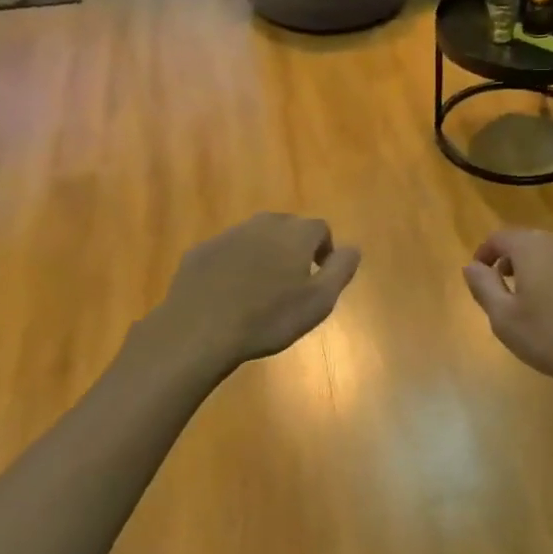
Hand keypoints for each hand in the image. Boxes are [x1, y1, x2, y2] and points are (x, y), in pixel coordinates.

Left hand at [154, 213, 359, 368]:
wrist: (199, 330)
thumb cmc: (268, 318)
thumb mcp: (319, 300)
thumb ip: (341, 269)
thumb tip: (353, 248)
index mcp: (295, 233)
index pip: (320, 229)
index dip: (325, 250)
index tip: (320, 276)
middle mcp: (263, 224)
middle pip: (287, 228)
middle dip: (294, 248)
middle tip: (293, 282)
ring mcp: (228, 235)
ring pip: (256, 237)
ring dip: (264, 254)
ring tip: (262, 289)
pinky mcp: (201, 251)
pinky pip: (227, 251)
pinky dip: (235, 265)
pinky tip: (230, 294)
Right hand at [461, 229, 552, 393]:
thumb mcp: (505, 318)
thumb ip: (483, 287)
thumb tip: (471, 266)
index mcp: (532, 246)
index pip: (500, 237)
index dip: (485, 253)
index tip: (478, 274)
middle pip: (528, 242)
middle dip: (511, 261)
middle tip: (502, 289)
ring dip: (538, 269)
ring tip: (532, 299)